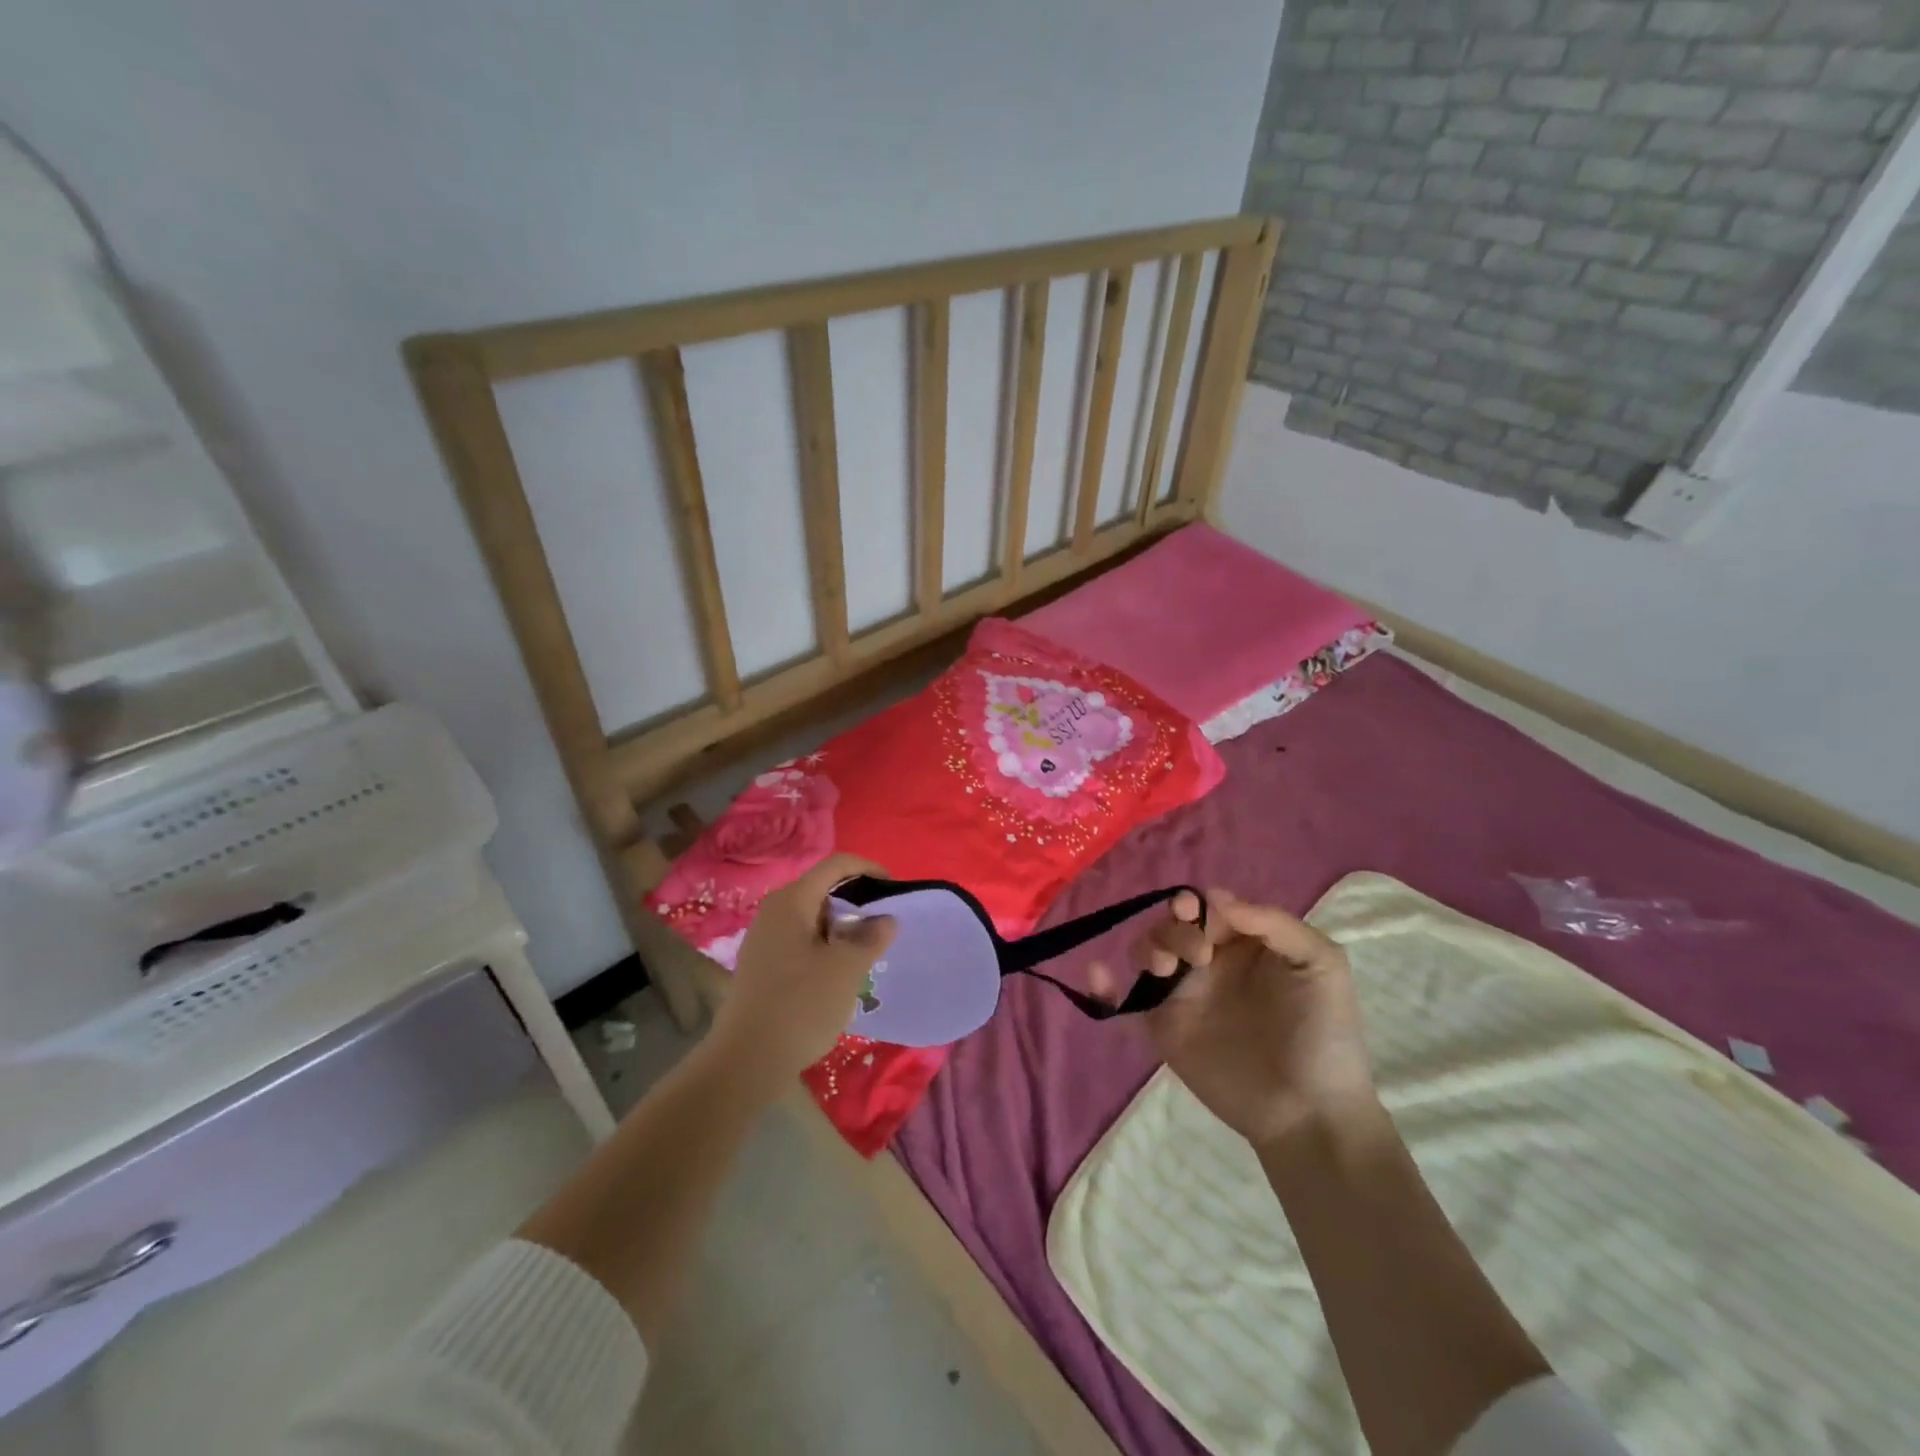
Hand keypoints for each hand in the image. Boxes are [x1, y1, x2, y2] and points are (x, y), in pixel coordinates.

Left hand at [706, 853, 896, 1096]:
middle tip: (883, 925)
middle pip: (822, 890)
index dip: (867, 869)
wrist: (745, 1061)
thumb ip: (871, 937)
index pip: (835, 865)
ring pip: (812, 918)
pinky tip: (838, 974)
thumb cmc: (801, 1005)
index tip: (893, 888)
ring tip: (866, 952)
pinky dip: (825, 947)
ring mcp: (764, 939)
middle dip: (856, 902)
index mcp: (792, 901)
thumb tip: (885, 918)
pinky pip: (800, 941)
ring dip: (842, 928)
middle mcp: (773, 911)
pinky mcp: (761, 965)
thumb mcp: (846, 969)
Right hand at [1097, 888, 1375, 1148]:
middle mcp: (1210, 964)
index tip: (1194, 912)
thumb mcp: (1321, 963)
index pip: (1208, 908)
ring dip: (1147, 945)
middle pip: (1172, 924)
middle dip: (1175, 927)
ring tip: (1166, 968)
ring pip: (1147, 951)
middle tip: (1197, 954)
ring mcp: (1183, 996)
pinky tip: (1096, 973)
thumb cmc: (1323, 1033)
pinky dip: (1101, 985)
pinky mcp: (1162, 1028)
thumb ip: (1273, 923)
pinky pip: (1123, 1001)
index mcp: (1245, 945)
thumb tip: (1216, 899)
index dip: (1197, 904)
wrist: (1309, 1112)